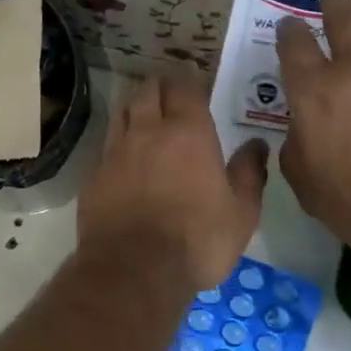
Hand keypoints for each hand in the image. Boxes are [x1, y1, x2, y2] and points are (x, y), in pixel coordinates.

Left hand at [79, 73, 268, 291]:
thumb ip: (249, 174)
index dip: (189, 80)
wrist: (133, 270)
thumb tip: (255, 145)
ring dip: (135, 107)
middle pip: (148, 91)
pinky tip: (124, 156)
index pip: (185, 88)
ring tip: (145, 114)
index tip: (195, 82)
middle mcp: (148, 132)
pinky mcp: (94, 175)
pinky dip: (118, 142)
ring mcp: (115, 152)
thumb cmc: (197, 241)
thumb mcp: (241, 214)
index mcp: (187, 133)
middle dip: (159, 86)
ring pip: (122, 112)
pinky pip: (107, 146)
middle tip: (169, 92)